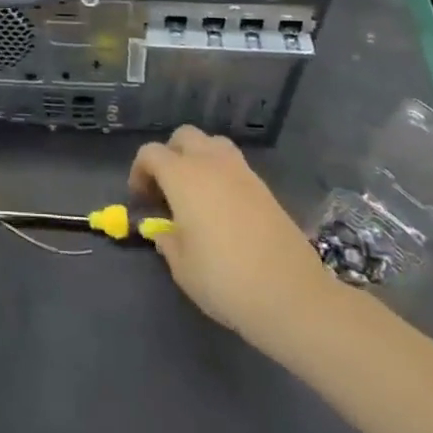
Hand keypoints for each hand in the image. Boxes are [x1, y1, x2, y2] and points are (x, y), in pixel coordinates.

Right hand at [129, 126, 337, 351]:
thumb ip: (167, 241)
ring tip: (197, 192)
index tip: (141, 199)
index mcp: (183, 176)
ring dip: (199, 158)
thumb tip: (164, 231)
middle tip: (167, 188)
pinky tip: (223, 208)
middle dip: (170, 154)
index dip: (140, 171)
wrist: (292, 296)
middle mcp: (211, 164)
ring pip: (213, 144)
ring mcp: (242, 173)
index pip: (151, 153)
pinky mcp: (265, 188)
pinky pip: (235, 166)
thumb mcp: (182, 267)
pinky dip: (222, 175)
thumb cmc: (225, 280)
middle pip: (184, 136)